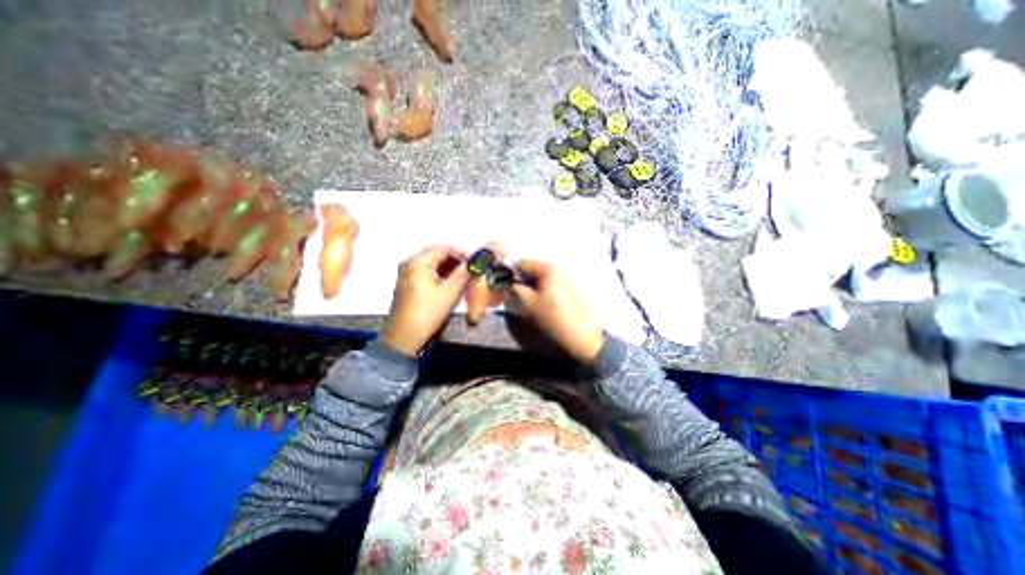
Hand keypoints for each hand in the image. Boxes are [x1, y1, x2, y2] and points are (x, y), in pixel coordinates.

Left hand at [378, 244, 469, 353]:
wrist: (405, 337)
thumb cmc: (428, 313)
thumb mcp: (450, 292)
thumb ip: (463, 274)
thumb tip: (473, 263)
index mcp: (417, 263)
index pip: (442, 248)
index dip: (460, 253)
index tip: (474, 262)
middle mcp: (409, 264)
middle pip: (436, 255)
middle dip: (455, 262)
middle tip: (470, 271)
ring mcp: (406, 275)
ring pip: (433, 265)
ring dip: (449, 270)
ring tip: (464, 279)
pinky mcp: (408, 285)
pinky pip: (427, 274)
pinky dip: (441, 277)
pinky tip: (452, 286)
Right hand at [509, 261, 601, 364]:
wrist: (580, 334)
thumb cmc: (553, 317)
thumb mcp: (530, 303)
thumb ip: (517, 289)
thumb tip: (509, 283)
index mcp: (549, 268)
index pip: (524, 263)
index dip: (511, 272)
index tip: (503, 282)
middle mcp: (558, 267)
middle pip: (534, 267)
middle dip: (522, 277)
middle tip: (512, 290)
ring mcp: (565, 276)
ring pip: (541, 275)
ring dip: (531, 282)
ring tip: (523, 295)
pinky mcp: (569, 285)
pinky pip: (550, 280)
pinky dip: (540, 286)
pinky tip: (536, 297)